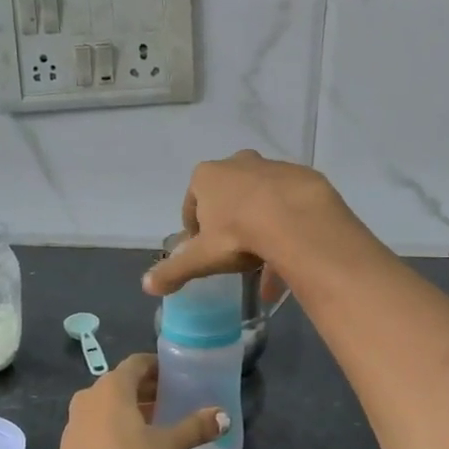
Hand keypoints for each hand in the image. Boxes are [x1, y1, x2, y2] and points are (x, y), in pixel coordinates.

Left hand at [41, 354, 227, 448]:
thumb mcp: (165, 448)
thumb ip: (194, 429)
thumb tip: (224, 416)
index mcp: (113, 386)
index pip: (138, 362)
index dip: (159, 366)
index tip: (178, 375)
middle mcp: (91, 394)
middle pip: (124, 382)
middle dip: (149, 388)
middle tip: (175, 399)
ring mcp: (77, 418)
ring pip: (110, 403)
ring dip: (133, 407)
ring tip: (159, 422)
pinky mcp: (71, 442)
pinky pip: (99, 421)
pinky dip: (118, 423)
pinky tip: (134, 445)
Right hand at [142, 150, 347, 296]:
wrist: (297, 219)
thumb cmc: (238, 234)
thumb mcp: (202, 258)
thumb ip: (174, 270)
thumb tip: (147, 285)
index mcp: (207, 176)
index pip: (192, 202)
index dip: (196, 228)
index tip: (204, 250)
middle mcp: (237, 163)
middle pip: (228, 197)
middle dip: (229, 223)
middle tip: (234, 252)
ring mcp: (271, 167)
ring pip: (260, 200)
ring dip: (260, 226)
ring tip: (266, 261)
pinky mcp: (301, 176)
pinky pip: (288, 204)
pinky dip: (286, 225)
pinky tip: (290, 255)